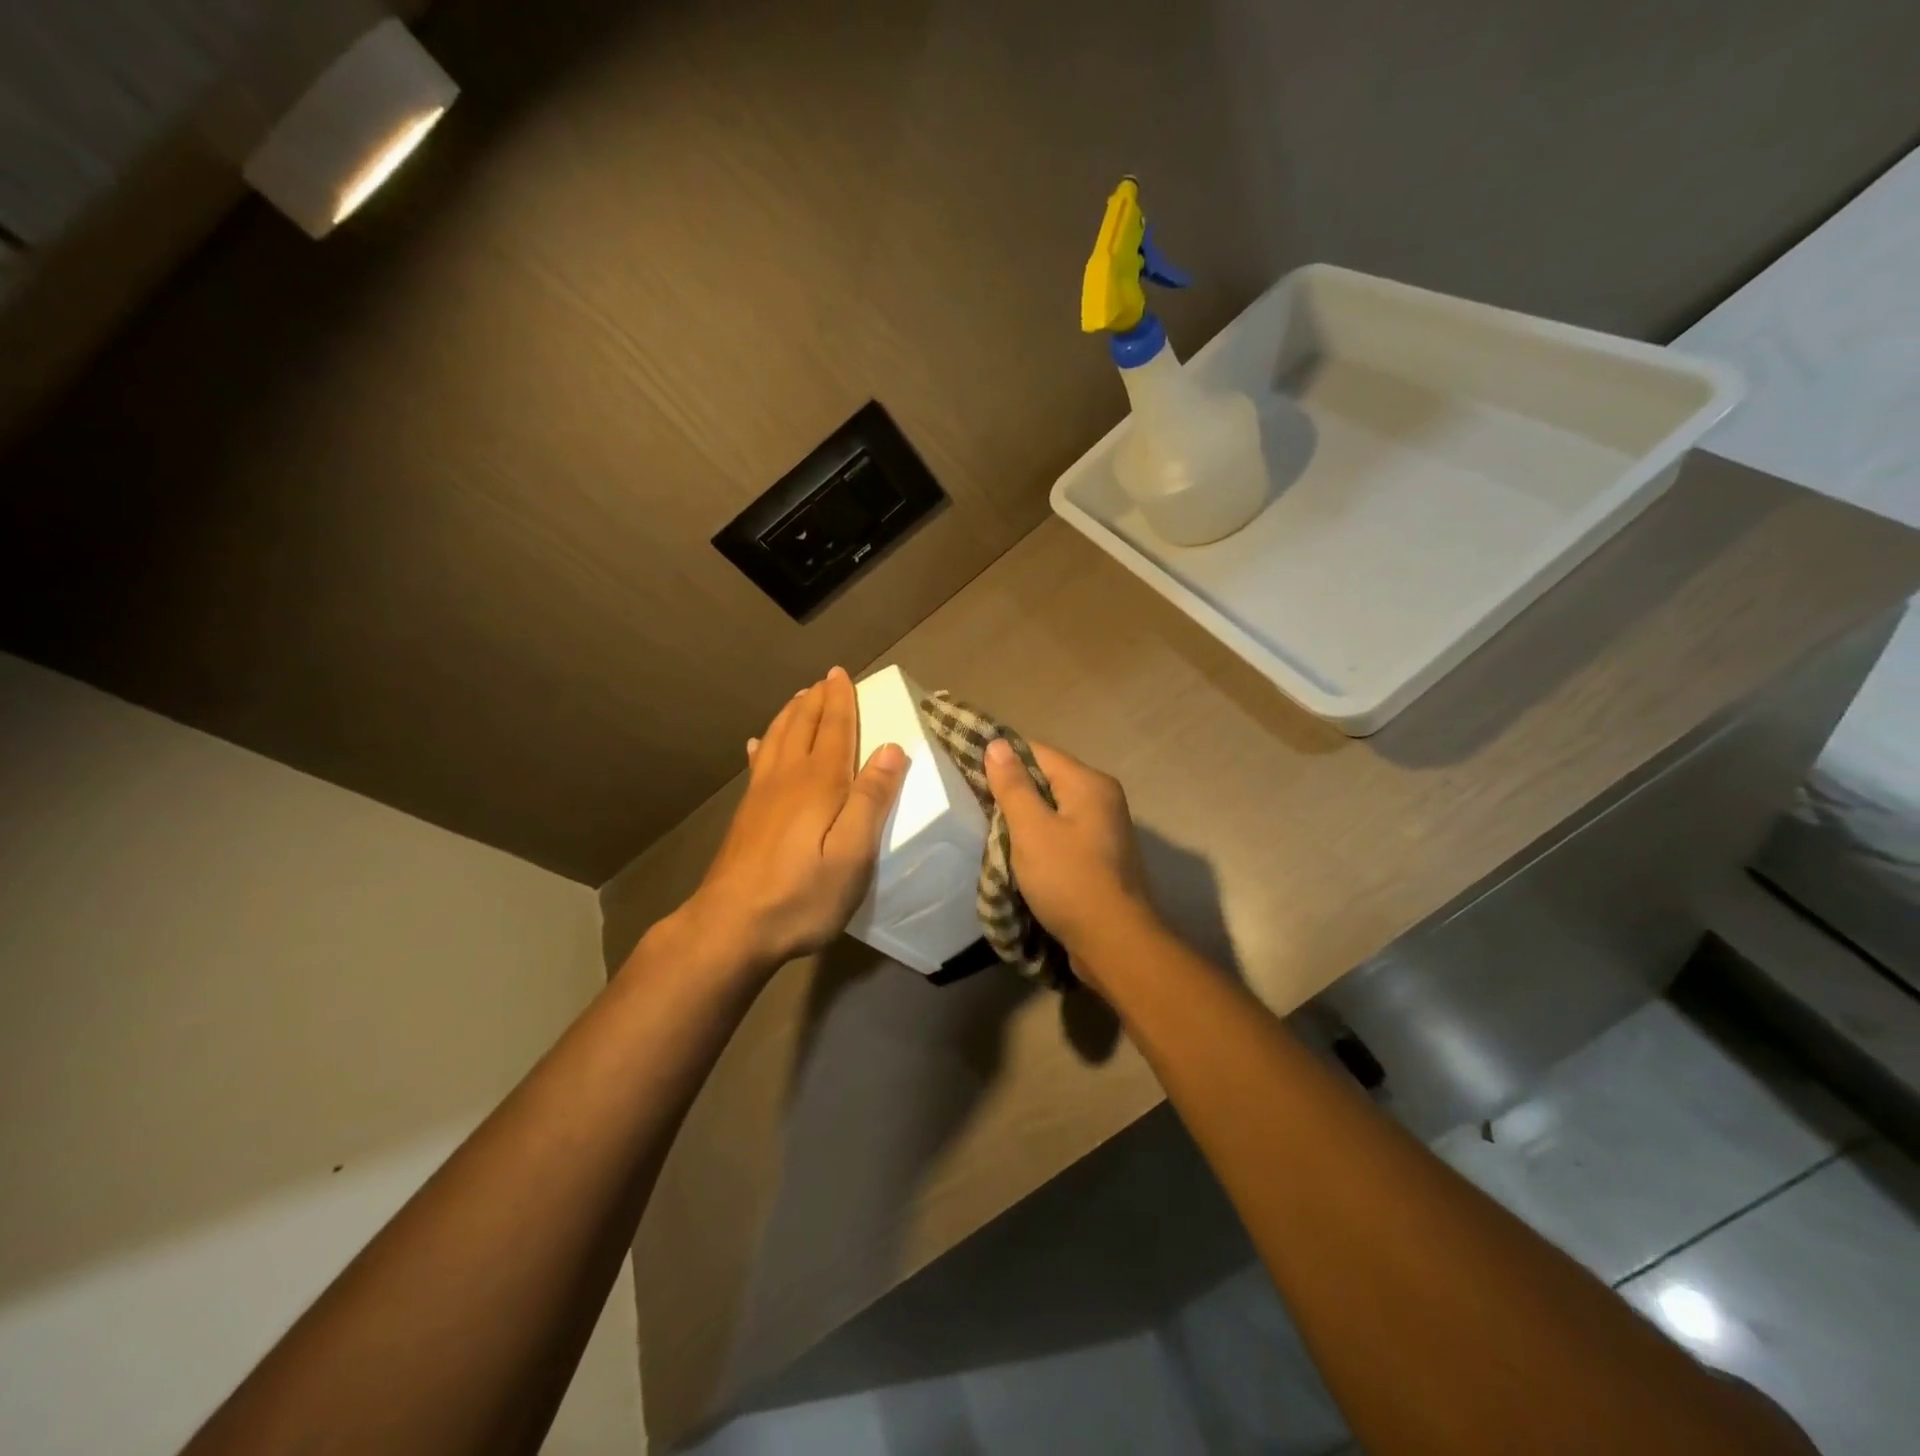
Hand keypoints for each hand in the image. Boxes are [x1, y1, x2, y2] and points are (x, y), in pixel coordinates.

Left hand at [680, 668, 906, 973]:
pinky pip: (757, 763)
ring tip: (798, 699)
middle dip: (816, 700)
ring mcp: (761, 795)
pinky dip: (762, 745)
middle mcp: (788, 778)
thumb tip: (892, 748)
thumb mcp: (853, 854)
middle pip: (802, 726)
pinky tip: (757, 743)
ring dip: (790, 715)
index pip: (834, 728)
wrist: (731, 926)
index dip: (840, 700)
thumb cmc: (802, 894)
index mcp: (820, 782)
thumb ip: (872, 799)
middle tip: (824, 680)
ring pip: (776, 739)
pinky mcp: (746, 814)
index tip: (841, 673)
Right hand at [983, 737, 1155, 984]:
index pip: (1037, 752)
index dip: (1002, 758)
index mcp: (1089, 783)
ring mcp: (1105, 828)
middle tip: (976, 805)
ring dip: (1025, 819)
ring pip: (1054, 809)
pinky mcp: (1102, 856)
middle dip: (1013, 791)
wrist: (1113, 941)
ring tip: (992, 831)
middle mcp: (1102, 798)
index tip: (968, 770)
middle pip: (1047, 780)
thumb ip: (1013, 785)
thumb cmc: (1068, 879)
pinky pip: (1063, 834)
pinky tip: (1020, 855)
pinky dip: (1041, 839)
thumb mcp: (1031, 829)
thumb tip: (997, 743)